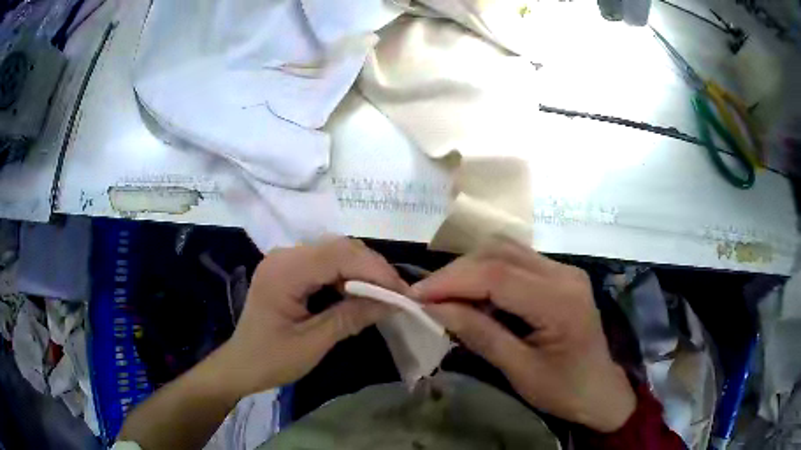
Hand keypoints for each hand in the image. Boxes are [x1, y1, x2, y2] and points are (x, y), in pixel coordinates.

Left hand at [217, 238, 407, 398]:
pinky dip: (348, 274)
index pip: (338, 256)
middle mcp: (284, 256)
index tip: (401, 292)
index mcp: (284, 272)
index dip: (374, 270)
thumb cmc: (271, 360)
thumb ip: (351, 318)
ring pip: (335, 251)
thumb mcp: (313, 343)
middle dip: (372, 268)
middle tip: (396, 294)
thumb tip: (392, 303)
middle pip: (338, 247)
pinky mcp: (289, 268)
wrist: (241, 364)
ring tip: (383, 293)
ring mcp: (285, 259)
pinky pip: (325, 262)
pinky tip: (359, 292)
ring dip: (362, 270)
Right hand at [412, 239, 635, 432]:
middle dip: (456, 272)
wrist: (600, 390)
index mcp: (559, 301)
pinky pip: (515, 261)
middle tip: (427, 298)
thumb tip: (435, 309)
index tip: (416, 297)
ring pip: (505, 250)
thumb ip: (479, 334)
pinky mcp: (559, 275)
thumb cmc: (564, 390)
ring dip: (470, 269)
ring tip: (446, 297)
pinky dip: (487, 273)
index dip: (450, 281)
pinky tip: (475, 297)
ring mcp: (563, 270)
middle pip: (499, 252)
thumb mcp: (519, 371)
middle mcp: (564, 273)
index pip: (496, 275)